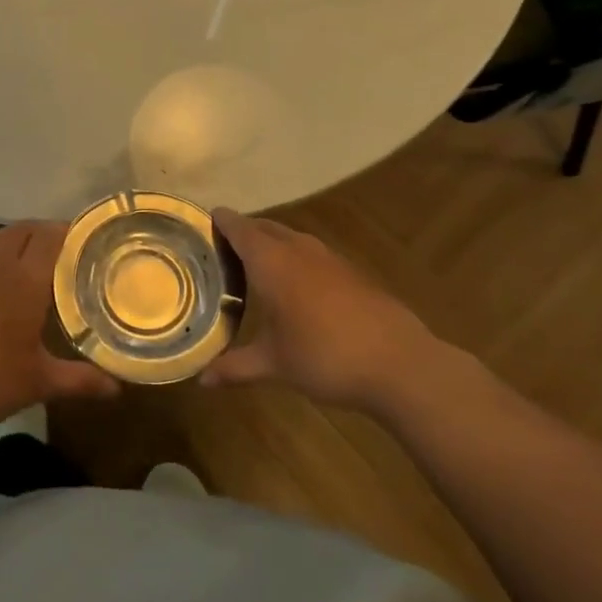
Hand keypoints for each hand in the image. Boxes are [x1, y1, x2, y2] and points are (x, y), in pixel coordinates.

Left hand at [0, 221, 119, 436]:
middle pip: (21, 230)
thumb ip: (79, 380)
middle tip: (58, 250)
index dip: (67, 231)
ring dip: (12, 243)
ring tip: (24, 264)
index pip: (50, 237)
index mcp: (24, 280)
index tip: (83, 239)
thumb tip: (116, 389)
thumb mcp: (38, 382)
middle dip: (42, 232)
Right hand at [202, 210, 436, 408]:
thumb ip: (236, 367)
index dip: (221, 222)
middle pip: (265, 227)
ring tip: (256, 264)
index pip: (239, 228)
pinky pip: (312, 253)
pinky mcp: (352, 272)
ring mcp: (329, 258)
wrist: (400, 364)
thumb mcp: (275, 365)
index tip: (204, 220)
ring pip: (291, 238)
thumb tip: (202, 380)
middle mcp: (298, 250)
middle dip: (244, 232)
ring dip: (272, 243)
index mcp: (272, 262)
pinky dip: (295, 258)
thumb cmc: (325, 357)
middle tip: (223, 248)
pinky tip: (297, 286)